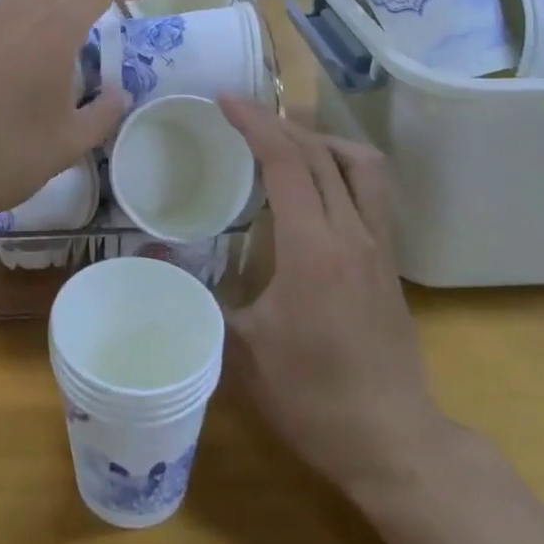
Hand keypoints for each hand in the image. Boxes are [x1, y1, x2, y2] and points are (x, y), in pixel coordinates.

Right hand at [220, 99, 450, 498]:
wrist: (393, 442)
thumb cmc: (312, 397)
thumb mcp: (241, 348)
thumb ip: (196, 293)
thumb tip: (150, 255)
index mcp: (313, 247)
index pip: (287, 161)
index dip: (254, 123)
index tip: (224, 101)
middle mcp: (352, 232)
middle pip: (321, 152)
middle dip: (278, 123)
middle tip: (240, 116)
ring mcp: (378, 245)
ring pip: (361, 164)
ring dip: (321, 141)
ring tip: (285, 143)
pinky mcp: (389, 261)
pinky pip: (370, 191)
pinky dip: (340, 168)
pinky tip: (316, 188)